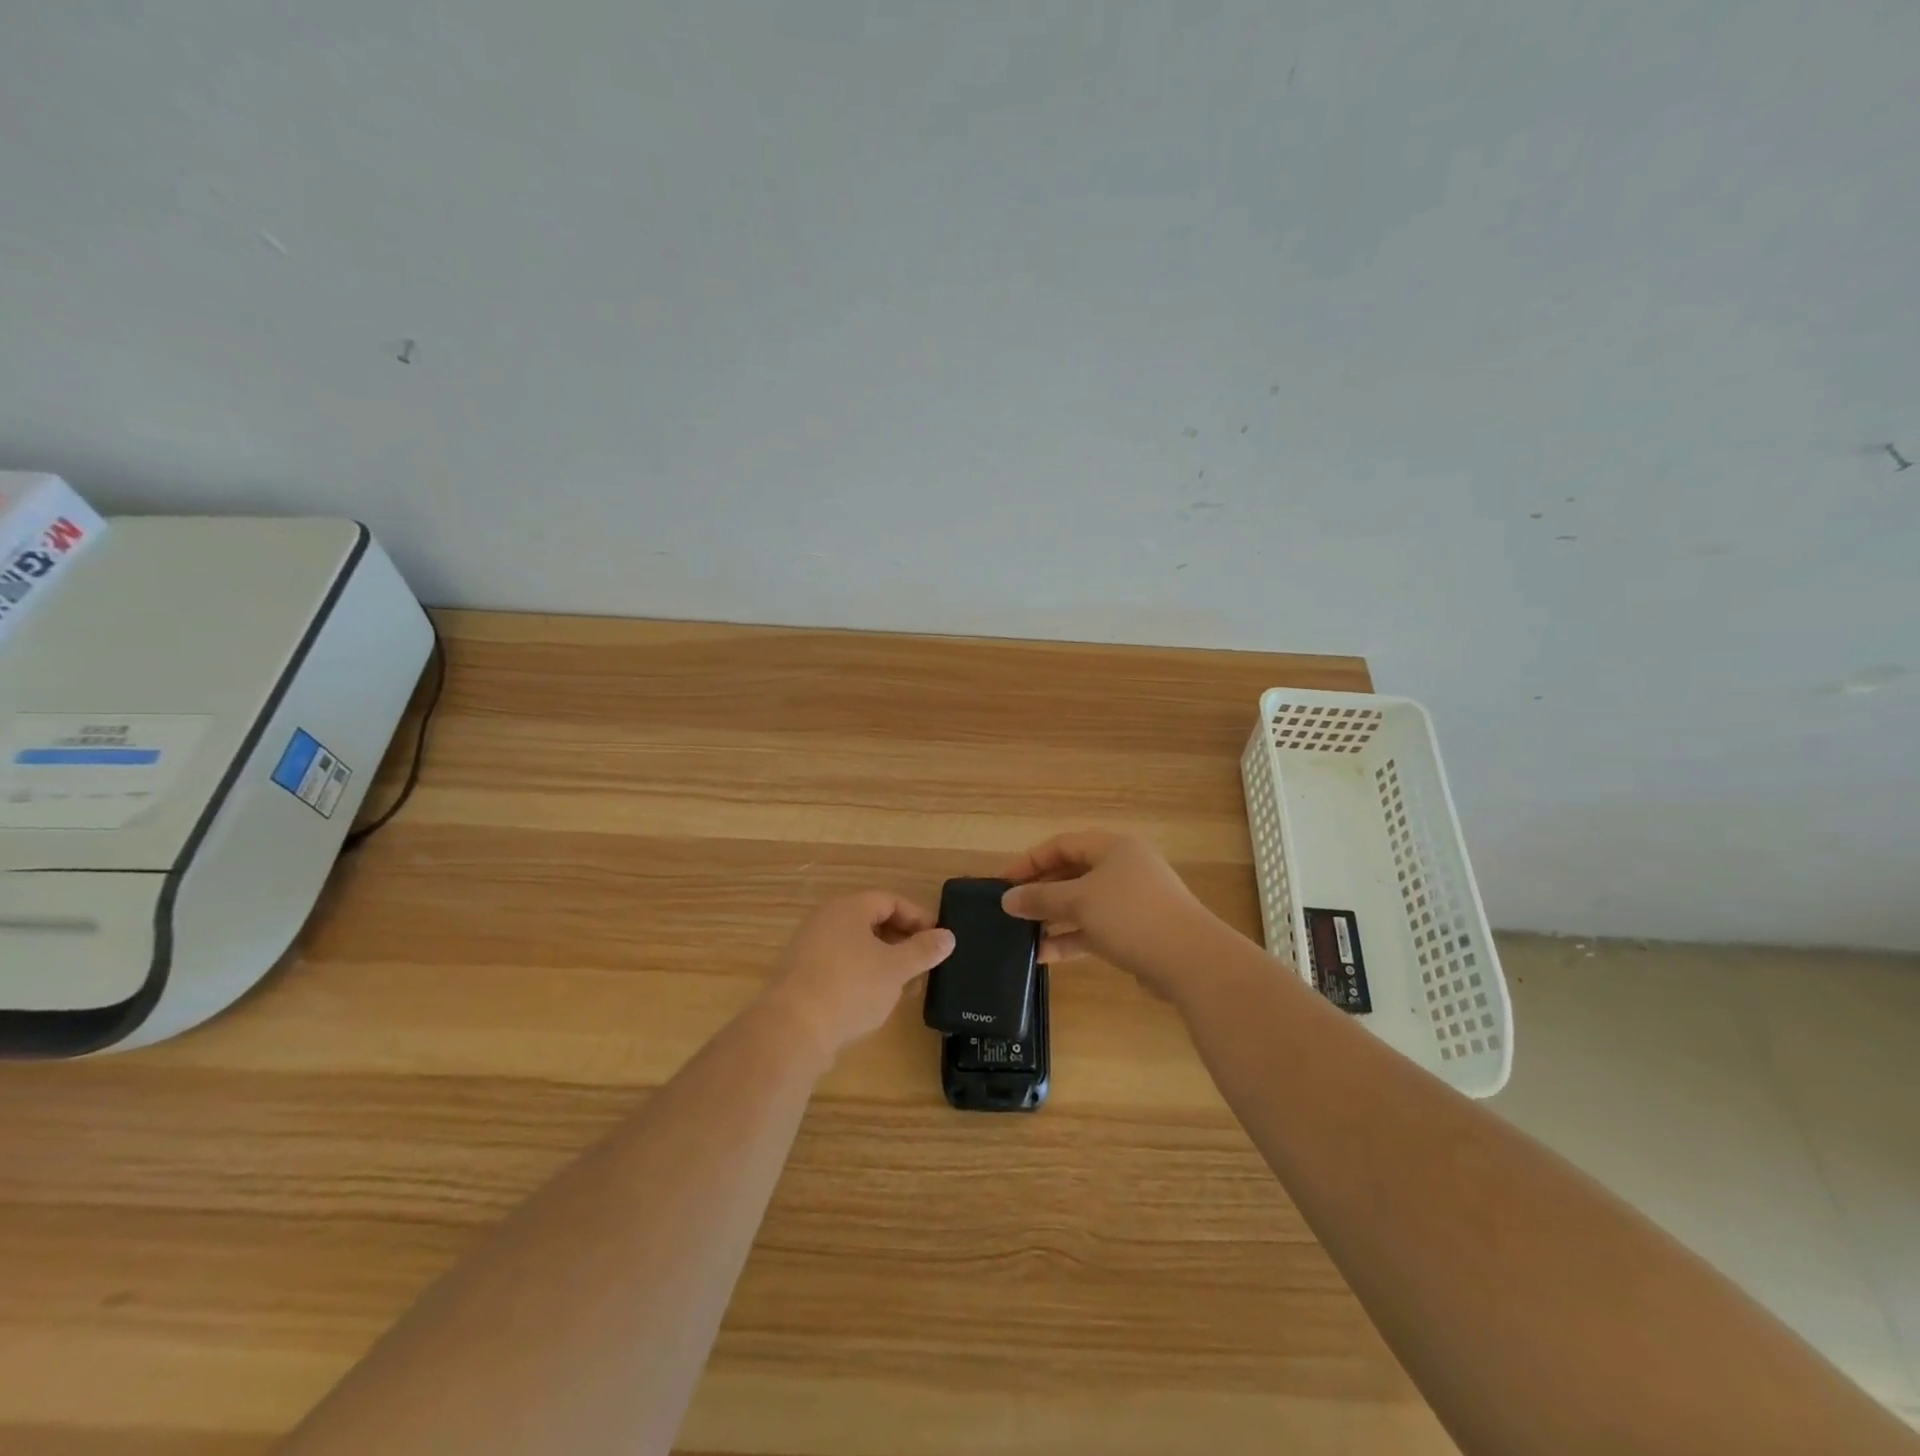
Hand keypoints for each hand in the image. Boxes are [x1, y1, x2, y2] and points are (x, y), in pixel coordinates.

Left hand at [760, 891, 954, 1062]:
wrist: (792, 1030)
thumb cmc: (850, 988)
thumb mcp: (896, 969)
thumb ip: (923, 950)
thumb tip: (948, 936)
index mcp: (848, 908)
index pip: (890, 900)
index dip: (918, 917)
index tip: (938, 939)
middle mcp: (825, 919)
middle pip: (871, 920)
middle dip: (902, 940)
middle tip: (923, 963)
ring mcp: (808, 947)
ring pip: (856, 945)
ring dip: (883, 960)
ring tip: (903, 985)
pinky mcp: (800, 975)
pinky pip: (839, 964)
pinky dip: (862, 974)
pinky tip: (873, 999)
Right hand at [1000, 831, 1222, 1000]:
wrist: (1191, 961)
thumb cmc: (1131, 916)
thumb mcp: (1079, 902)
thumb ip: (1040, 898)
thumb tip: (1007, 899)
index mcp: (1113, 847)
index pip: (1062, 845)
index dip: (1029, 861)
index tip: (1003, 882)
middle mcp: (1123, 868)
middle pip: (1071, 873)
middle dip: (1040, 892)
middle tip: (1011, 910)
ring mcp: (1131, 901)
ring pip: (1082, 904)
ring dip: (1053, 918)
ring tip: (1021, 936)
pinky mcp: (1136, 932)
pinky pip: (1094, 928)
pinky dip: (1071, 938)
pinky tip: (1044, 955)